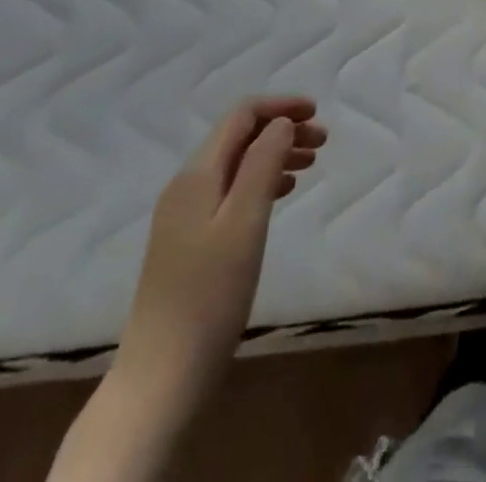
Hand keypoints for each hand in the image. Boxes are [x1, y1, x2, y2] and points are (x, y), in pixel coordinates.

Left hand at [116, 97, 326, 395]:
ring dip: (275, 155)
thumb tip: (281, 123)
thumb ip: (263, 163)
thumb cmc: (209, 295)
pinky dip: (261, 182)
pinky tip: (282, 194)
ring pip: (237, 165)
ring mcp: (185, 216)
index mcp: (196, 175)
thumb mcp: (245, 222)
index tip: (317, 113)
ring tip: (311, 165)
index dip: (280, 107)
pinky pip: (231, 191)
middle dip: (282, 130)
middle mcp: (186, 186)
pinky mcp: (190, 243)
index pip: (241, 116)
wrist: (162, 378)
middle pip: (239, 138)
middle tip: (323, 142)